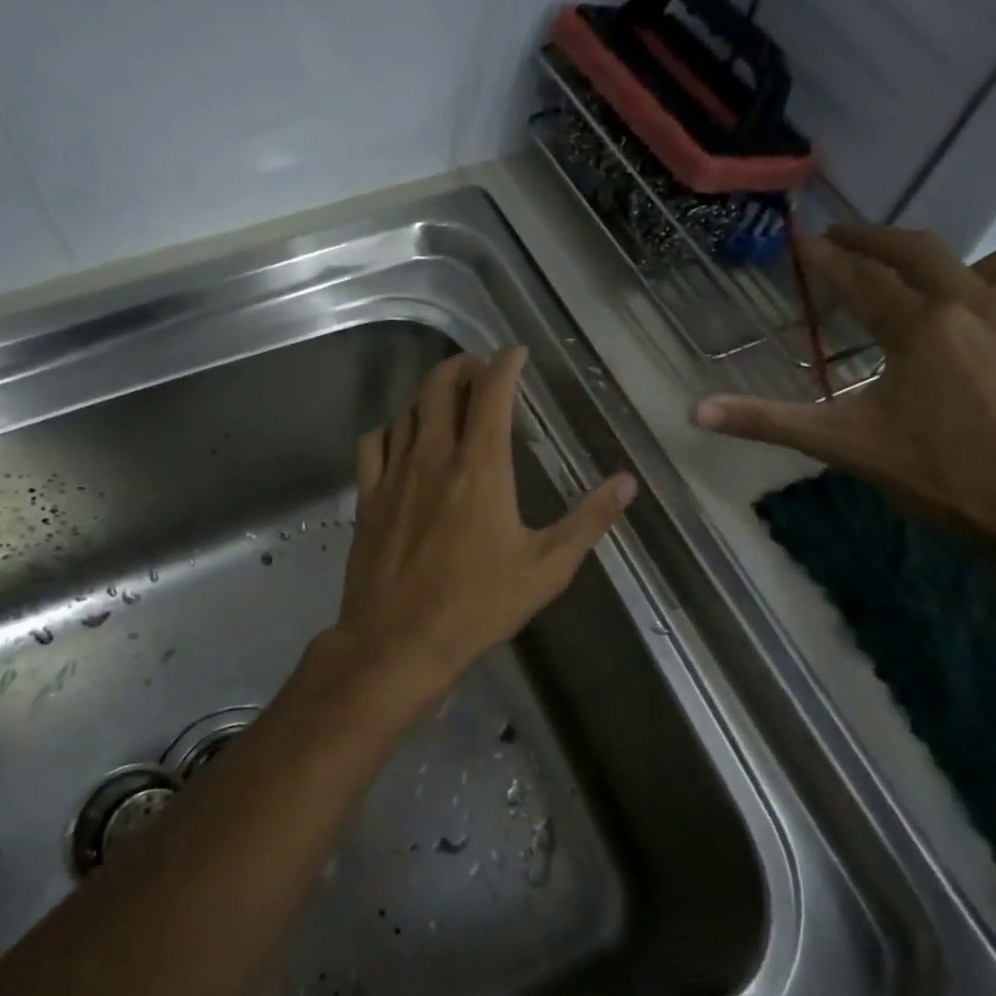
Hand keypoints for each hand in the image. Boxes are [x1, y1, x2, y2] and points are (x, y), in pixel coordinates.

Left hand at [330, 346, 636, 710]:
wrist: (398, 642)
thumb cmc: (478, 606)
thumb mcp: (546, 568)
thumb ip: (588, 520)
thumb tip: (627, 482)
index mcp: (480, 466)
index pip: (491, 392)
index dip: (505, 363)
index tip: (516, 353)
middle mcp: (433, 456)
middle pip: (439, 386)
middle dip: (462, 365)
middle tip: (480, 368)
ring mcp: (394, 474)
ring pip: (407, 409)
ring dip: (428, 393)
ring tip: (446, 397)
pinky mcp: (368, 497)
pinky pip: (374, 443)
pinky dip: (392, 428)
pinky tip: (402, 438)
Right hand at [693, 225, 995, 554]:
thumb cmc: (937, 477)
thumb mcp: (842, 446)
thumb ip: (767, 421)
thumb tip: (695, 411)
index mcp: (920, 328)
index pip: (863, 278)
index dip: (827, 259)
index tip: (804, 240)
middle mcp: (976, 308)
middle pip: (923, 250)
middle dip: (876, 238)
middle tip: (843, 236)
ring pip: (990, 265)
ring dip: (949, 265)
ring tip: (922, 288)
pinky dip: (990, 304)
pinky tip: (975, 345)